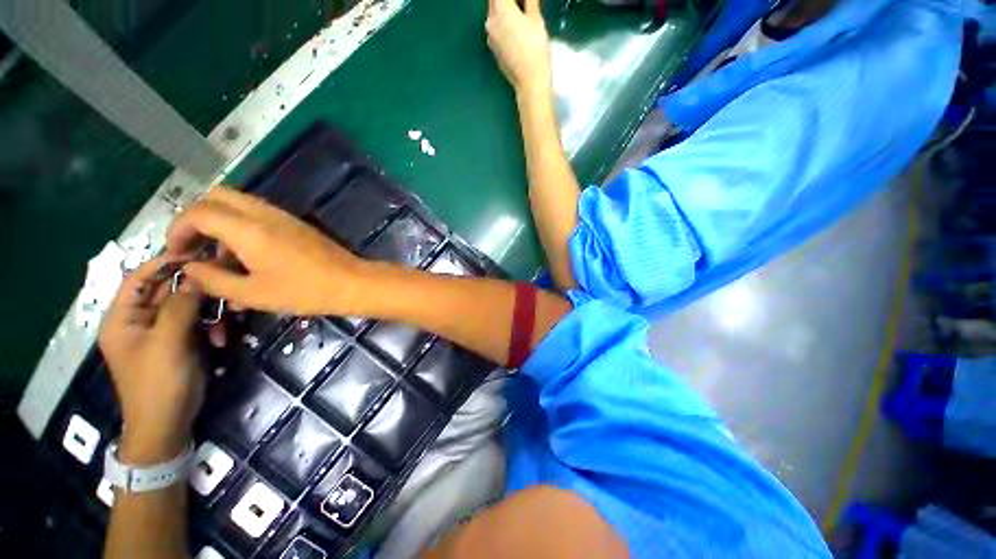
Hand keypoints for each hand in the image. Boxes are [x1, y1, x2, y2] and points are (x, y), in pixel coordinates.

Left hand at [98, 256, 205, 464]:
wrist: (168, 424)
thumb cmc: (158, 383)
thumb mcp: (168, 343)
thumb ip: (181, 307)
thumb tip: (198, 275)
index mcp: (123, 318)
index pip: (139, 278)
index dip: (164, 263)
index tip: (196, 252)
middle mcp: (140, 320)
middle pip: (167, 291)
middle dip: (195, 288)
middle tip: (224, 278)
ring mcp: (162, 332)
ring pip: (187, 306)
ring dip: (208, 310)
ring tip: (226, 320)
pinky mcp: (181, 342)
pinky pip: (197, 322)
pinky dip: (211, 325)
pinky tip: (222, 336)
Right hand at [165, 186, 371, 316]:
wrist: (352, 282)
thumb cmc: (305, 291)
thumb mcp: (253, 294)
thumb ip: (214, 280)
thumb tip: (189, 268)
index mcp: (249, 228)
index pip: (198, 212)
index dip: (177, 229)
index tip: (175, 254)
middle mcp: (264, 213)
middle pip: (216, 197)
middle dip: (196, 219)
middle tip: (194, 248)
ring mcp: (283, 216)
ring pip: (238, 204)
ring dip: (220, 223)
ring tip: (219, 259)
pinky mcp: (296, 223)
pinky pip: (258, 214)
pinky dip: (241, 227)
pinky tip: (246, 257)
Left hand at [486, 0, 552, 99]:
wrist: (529, 81)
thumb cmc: (535, 48)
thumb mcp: (536, 19)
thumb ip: (530, 1)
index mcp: (500, 9)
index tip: (522, 2)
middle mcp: (490, 22)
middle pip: (494, 1)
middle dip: (507, 1)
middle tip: (523, 5)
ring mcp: (490, 38)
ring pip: (495, 16)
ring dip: (505, 11)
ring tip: (521, 16)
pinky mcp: (493, 50)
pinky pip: (497, 31)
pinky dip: (504, 26)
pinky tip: (516, 32)